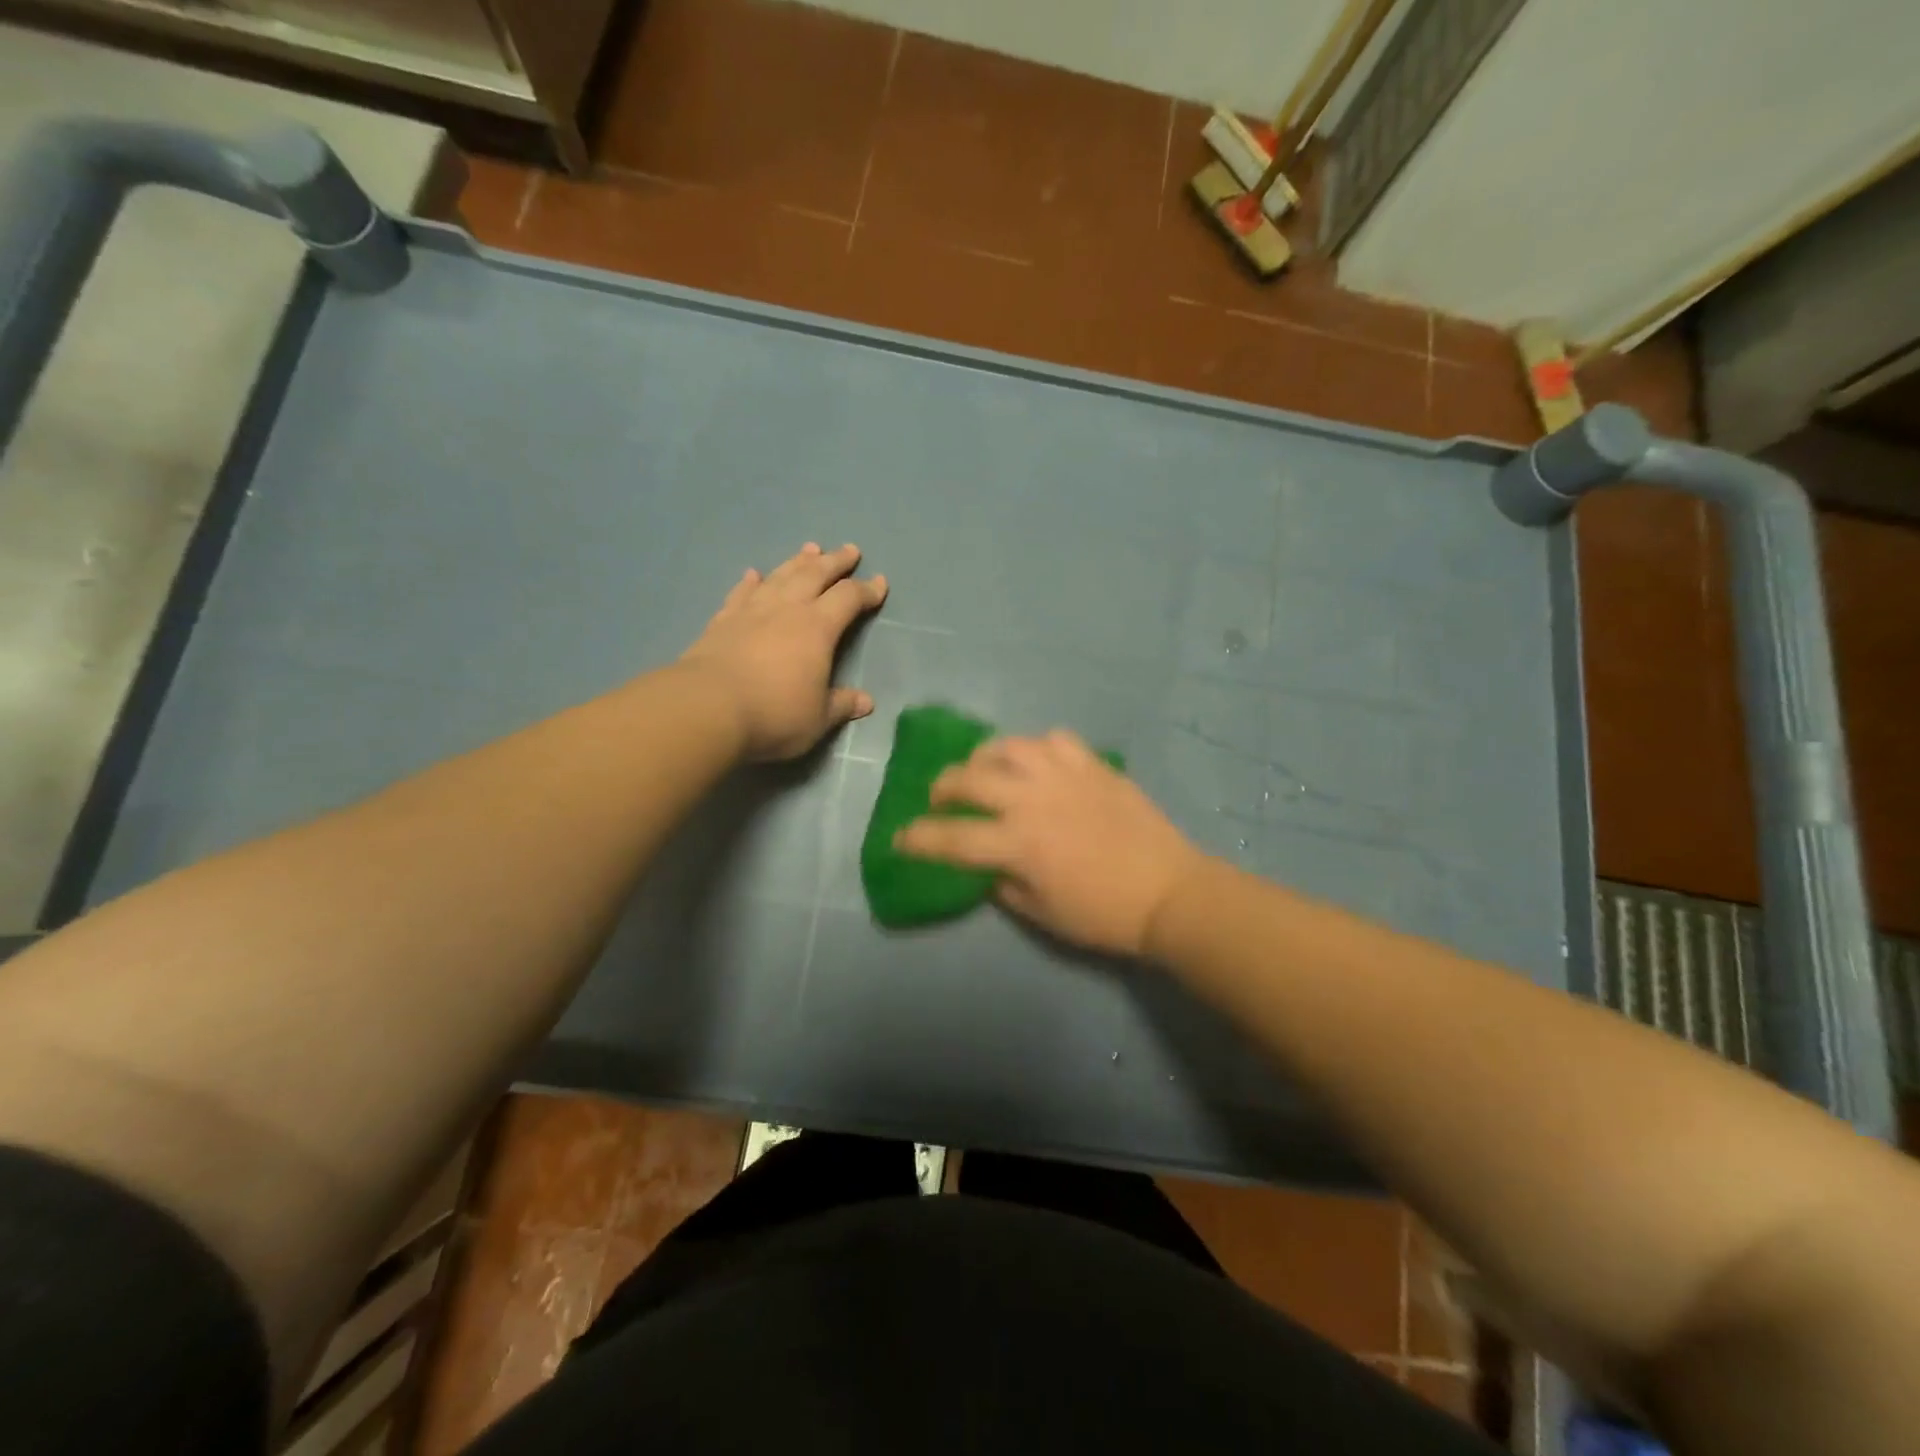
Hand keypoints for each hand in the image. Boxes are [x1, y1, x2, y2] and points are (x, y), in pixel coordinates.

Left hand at [679, 542, 886, 760]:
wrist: (707, 708)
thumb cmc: (774, 714)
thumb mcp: (817, 718)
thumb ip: (841, 705)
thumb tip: (866, 702)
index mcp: (818, 629)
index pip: (848, 599)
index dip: (867, 590)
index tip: (880, 584)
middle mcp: (786, 610)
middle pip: (815, 575)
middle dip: (835, 562)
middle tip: (849, 550)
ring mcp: (751, 612)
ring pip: (780, 577)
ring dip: (797, 562)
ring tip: (810, 549)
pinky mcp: (722, 622)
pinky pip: (740, 594)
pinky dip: (750, 583)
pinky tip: (753, 575)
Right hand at [893, 731, 1206, 956]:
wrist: (1168, 892)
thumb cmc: (1102, 915)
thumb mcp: (1041, 914)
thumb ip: (1003, 885)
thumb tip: (988, 865)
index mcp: (1017, 844)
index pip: (950, 838)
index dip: (918, 839)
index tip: (900, 838)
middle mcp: (1032, 800)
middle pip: (969, 778)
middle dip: (942, 788)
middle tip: (939, 799)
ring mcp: (1064, 776)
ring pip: (1008, 746)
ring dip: (986, 758)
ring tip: (984, 770)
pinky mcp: (1093, 766)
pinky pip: (1055, 740)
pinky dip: (1038, 749)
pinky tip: (1039, 763)